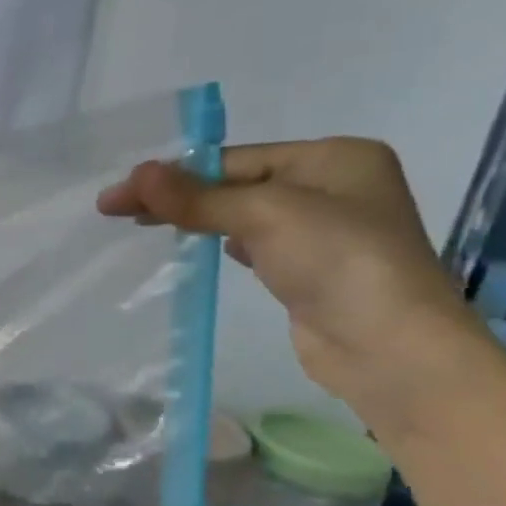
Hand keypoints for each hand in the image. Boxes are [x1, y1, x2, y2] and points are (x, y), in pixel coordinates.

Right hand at [98, 139, 493, 424]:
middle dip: (178, 194)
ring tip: (144, 224)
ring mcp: (323, 231)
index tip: (119, 193)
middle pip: (236, 182)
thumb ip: (197, 196)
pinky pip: (253, 243)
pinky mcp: (309, 270)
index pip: (235, 158)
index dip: (173, 174)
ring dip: (194, 216)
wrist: (390, 349)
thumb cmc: (338, 262)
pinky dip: (219, 241)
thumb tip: (135, 174)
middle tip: (116, 209)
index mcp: (334, 157)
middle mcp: (332, 186)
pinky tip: (196, 246)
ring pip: (241, 213)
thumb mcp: (264, 216)